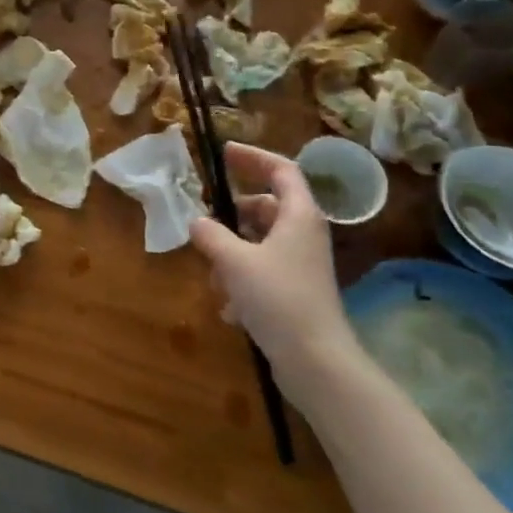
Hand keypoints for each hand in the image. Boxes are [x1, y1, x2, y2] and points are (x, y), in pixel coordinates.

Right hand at [188, 144, 359, 377]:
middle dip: (232, 217)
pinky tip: (230, 308)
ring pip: (259, 243)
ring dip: (231, 254)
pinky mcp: (295, 292)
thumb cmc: (278, 298)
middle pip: (266, 208)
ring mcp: (301, 264)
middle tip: (204, 223)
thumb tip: (197, 222)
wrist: (315, 360)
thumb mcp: (234, 261)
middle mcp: (303, 234)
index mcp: (298, 215)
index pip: (281, 169)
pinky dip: (241, 282)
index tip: (224, 153)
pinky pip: (262, 272)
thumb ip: (211, 236)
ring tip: (213, 277)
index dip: (253, 157)